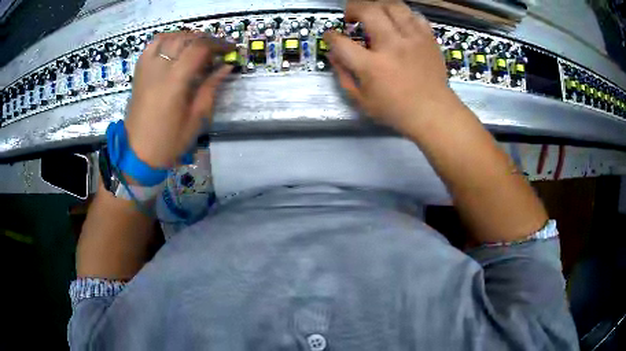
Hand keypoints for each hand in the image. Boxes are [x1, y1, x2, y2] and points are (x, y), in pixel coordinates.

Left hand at [124, 32, 233, 167]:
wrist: (138, 154)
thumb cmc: (169, 141)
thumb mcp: (196, 118)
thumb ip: (211, 88)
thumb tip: (226, 67)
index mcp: (174, 82)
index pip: (199, 48)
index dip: (218, 44)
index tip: (230, 49)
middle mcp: (159, 69)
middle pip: (185, 39)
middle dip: (205, 40)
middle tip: (216, 50)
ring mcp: (146, 69)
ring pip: (168, 37)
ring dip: (186, 37)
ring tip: (196, 47)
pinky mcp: (139, 72)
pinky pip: (152, 45)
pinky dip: (166, 40)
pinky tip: (174, 47)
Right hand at [324, 0, 456, 132]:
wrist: (434, 113)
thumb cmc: (397, 110)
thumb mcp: (362, 101)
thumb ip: (344, 76)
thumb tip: (334, 55)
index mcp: (372, 65)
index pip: (341, 42)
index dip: (330, 35)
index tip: (330, 35)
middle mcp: (392, 45)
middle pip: (368, 10)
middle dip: (353, 8)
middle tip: (351, 16)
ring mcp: (413, 39)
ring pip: (393, 5)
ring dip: (378, 5)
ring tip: (375, 13)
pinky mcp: (428, 38)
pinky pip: (414, 15)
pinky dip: (403, 15)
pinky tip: (399, 22)